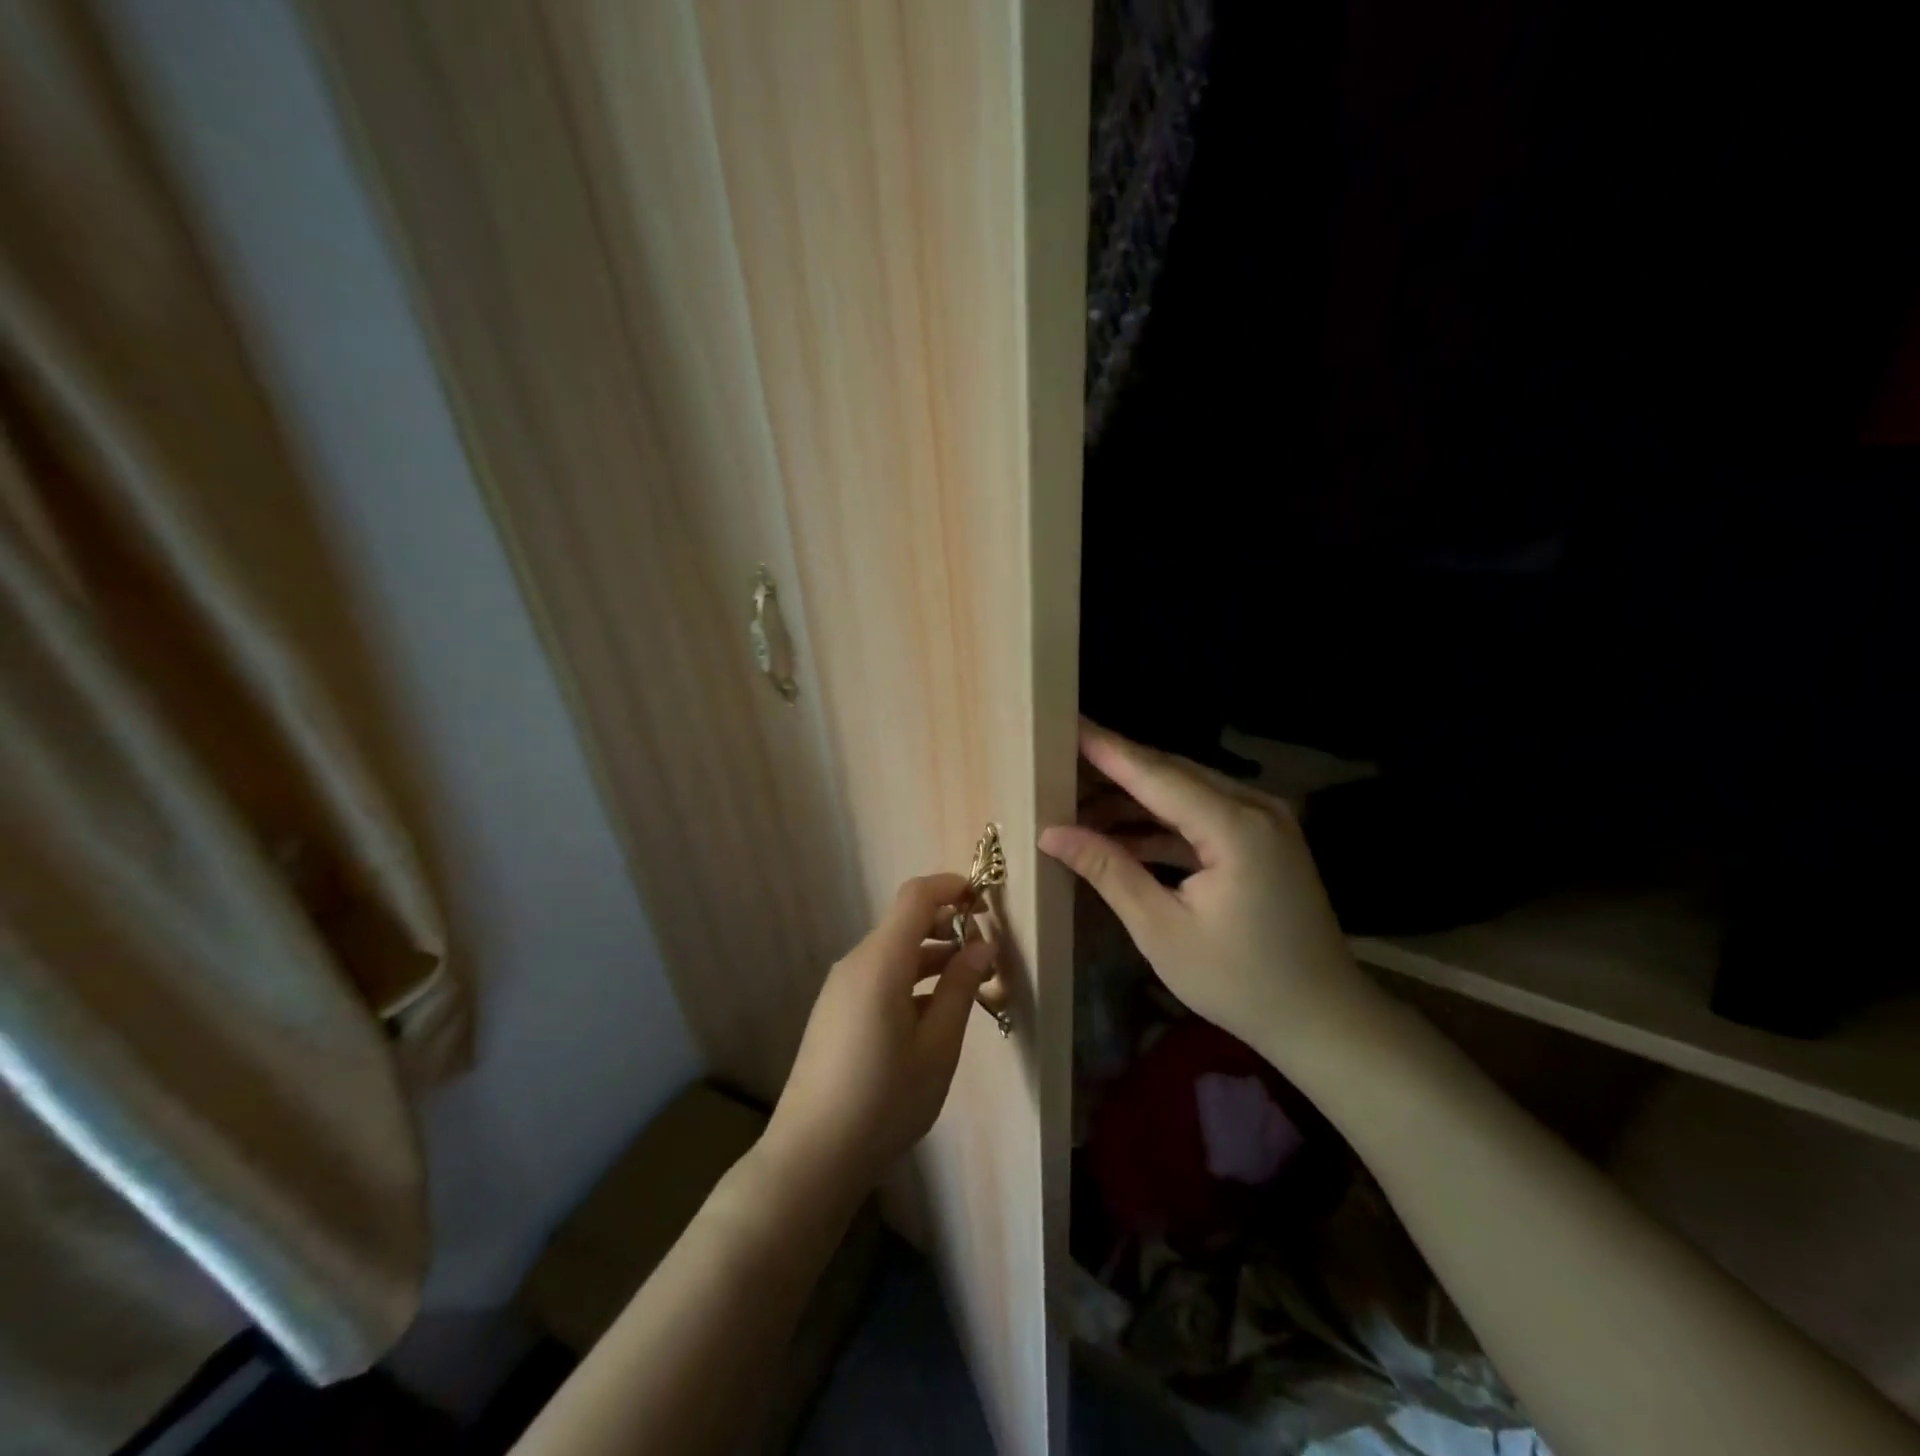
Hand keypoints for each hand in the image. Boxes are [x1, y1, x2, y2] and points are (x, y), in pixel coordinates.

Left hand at [764, 874, 995, 1193]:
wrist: (812, 1156)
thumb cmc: (884, 1101)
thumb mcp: (937, 1047)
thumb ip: (960, 988)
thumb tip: (983, 945)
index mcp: (880, 962)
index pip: (915, 897)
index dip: (950, 887)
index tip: (984, 899)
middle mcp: (856, 963)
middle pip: (904, 923)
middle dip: (947, 925)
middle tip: (987, 952)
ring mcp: (841, 987)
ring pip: (893, 951)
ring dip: (931, 955)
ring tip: (970, 982)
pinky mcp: (835, 1010)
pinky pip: (878, 976)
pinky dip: (910, 977)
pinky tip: (933, 1012)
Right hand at [1040, 721, 1373, 1059]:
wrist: (1323, 1020)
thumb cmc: (1240, 982)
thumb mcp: (1161, 929)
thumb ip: (1108, 870)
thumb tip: (1052, 833)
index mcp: (1235, 827)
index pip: (1155, 774)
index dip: (1106, 750)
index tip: (1063, 723)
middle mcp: (1255, 808)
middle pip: (1171, 774)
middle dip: (1113, 769)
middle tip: (1057, 765)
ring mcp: (1263, 821)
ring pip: (1184, 792)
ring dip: (1133, 799)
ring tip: (1076, 803)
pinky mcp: (1261, 840)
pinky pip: (1201, 816)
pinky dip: (1160, 823)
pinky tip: (1117, 833)